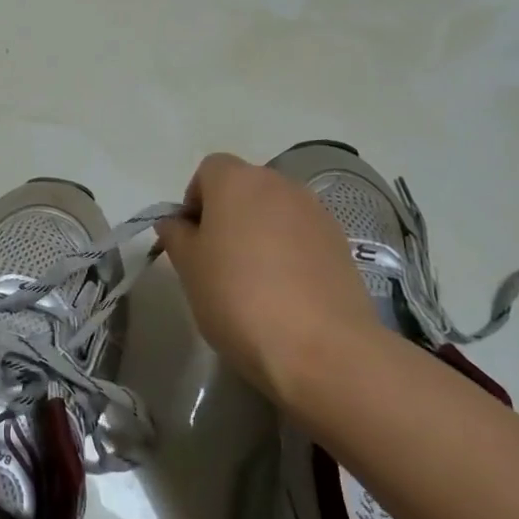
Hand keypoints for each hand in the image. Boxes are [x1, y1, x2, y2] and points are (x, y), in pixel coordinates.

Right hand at [156, 153, 377, 398]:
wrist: (321, 348)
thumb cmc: (237, 298)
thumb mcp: (188, 268)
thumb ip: (177, 236)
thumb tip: (176, 223)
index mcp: (237, 181)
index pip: (209, 170)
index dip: (195, 200)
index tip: (192, 240)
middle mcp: (280, 184)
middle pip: (245, 188)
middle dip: (229, 215)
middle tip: (218, 261)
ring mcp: (316, 213)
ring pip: (276, 213)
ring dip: (261, 234)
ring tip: (254, 281)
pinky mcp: (342, 244)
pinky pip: (303, 237)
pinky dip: (290, 253)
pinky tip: (285, 293)